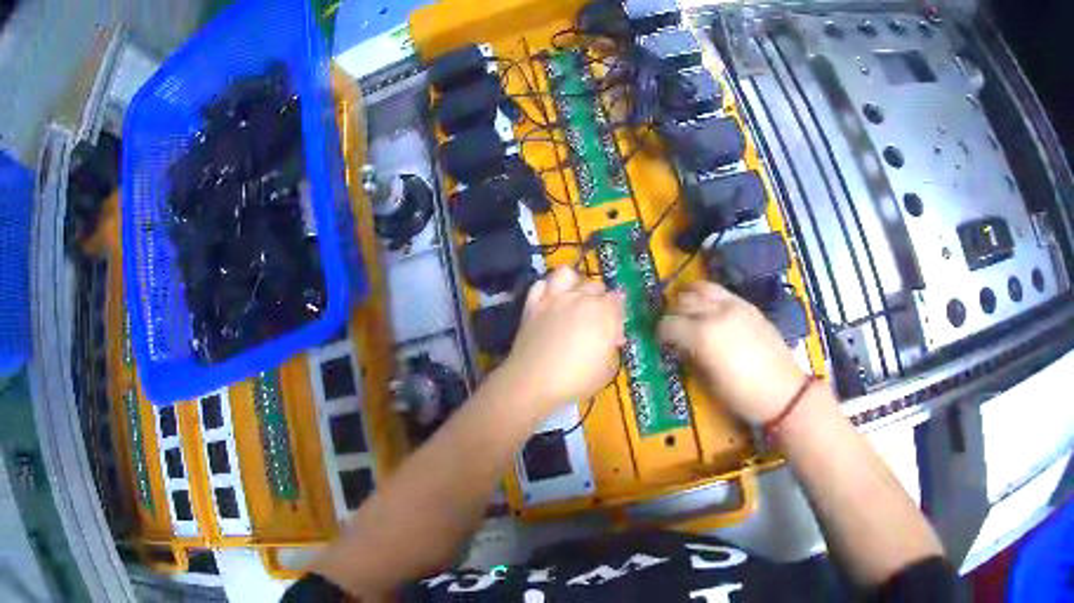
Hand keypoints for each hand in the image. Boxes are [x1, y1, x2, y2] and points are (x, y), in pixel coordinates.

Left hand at [500, 267, 624, 416]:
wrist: (533, 381)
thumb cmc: (576, 380)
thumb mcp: (608, 370)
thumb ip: (612, 348)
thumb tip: (612, 338)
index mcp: (604, 312)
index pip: (618, 298)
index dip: (617, 313)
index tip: (614, 330)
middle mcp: (580, 298)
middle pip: (595, 285)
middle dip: (599, 299)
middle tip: (595, 319)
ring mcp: (554, 298)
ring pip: (567, 274)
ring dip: (573, 283)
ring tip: (573, 299)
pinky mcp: (533, 304)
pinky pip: (541, 284)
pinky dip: (547, 289)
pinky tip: (550, 302)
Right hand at [658, 281, 805, 423]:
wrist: (783, 391)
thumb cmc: (742, 395)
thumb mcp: (708, 382)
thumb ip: (691, 357)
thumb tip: (678, 347)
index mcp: (703, 335)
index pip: (669, 324)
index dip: (661, 333)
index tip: (661, 341)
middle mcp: (717, 313)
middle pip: (684, 300)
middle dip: (675, 313)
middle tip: (674, 327)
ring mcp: (736, 306)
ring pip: (704, 289)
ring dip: (692, 298)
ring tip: (691, 313)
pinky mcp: (750, 307)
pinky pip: (724, 294)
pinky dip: (712, 300)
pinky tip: (714, 315)